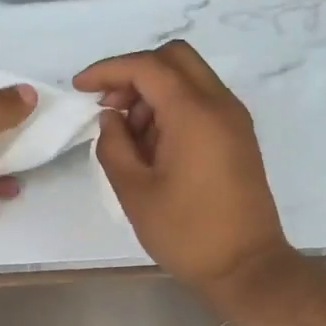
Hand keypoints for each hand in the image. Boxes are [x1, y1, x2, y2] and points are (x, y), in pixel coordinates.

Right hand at [75, 42, 294, 305]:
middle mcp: (220, 104)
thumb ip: (114, 146)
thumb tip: (111, 118)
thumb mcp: (135, 191)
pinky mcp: (238, 137)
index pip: (147, 67)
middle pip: (174, 58)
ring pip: (189, 78)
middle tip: (109, 107)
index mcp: (194, 113)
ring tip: (129, 138)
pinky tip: (153, 147)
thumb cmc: (186, 232)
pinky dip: (172, 109)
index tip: (80, 89)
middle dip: (134, 74)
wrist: (246, 267)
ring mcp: (234, 119)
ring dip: (153, 93)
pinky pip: (201, 102)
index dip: (108, 70)